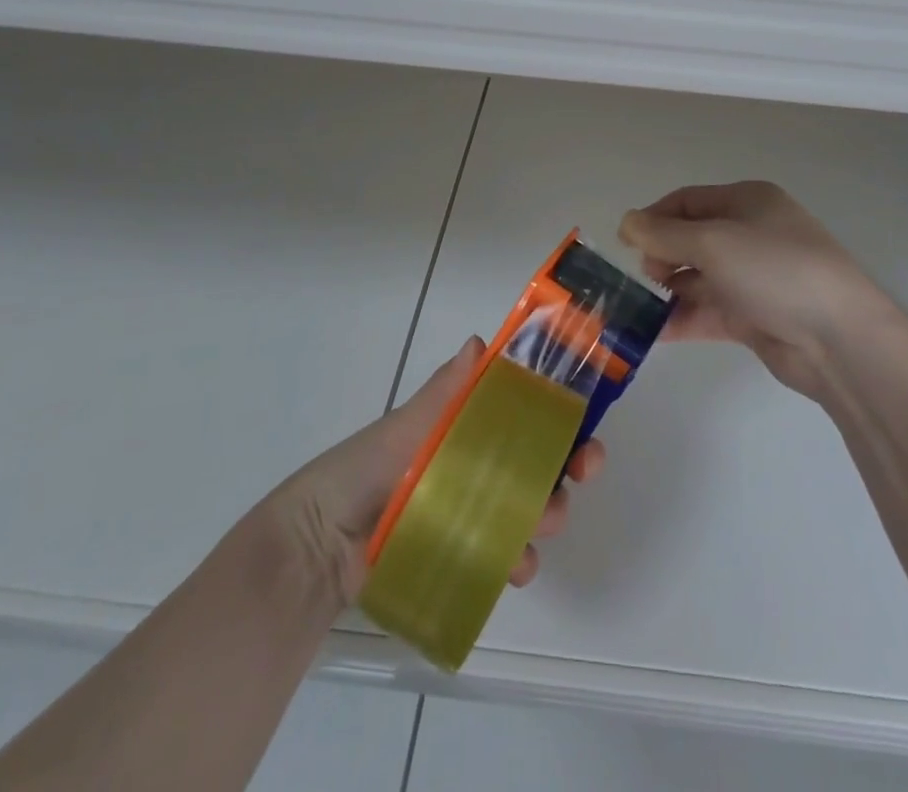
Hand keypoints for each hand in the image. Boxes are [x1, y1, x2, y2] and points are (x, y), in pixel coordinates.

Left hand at [272, 338, 603, 606]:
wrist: (321, 545)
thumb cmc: (367, 468)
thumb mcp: (408, 425)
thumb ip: (446, 391)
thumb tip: (480, 343)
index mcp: (470, 424)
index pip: (528, 409)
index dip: (561, 408)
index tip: (586, 412)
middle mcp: (481, 463)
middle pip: (541, 457)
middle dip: (571, 460)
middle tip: (585, 468)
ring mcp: (477, 511)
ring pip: (533, 506)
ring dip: (551, 511)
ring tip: (545, 522)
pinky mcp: (468, 554)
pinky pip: (508, 555)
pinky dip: (520, 559)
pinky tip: (516, 565)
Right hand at [621, 181, 901, 398]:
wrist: (839, 339)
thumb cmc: (774, 270)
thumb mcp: (713, 242)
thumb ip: (663, 234)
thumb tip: (626, 222)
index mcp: (747, 201)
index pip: (687, 201)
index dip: (653, 218)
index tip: (625, 243)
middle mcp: (751, 234)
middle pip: (691, 238)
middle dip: (661, 255)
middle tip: (645, 278)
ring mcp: (754, 277)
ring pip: (698, 277)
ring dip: (668, 290)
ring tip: (637, 309)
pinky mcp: (755, 316)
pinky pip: (709, 310)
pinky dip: (683, 318)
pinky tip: (653, 333)